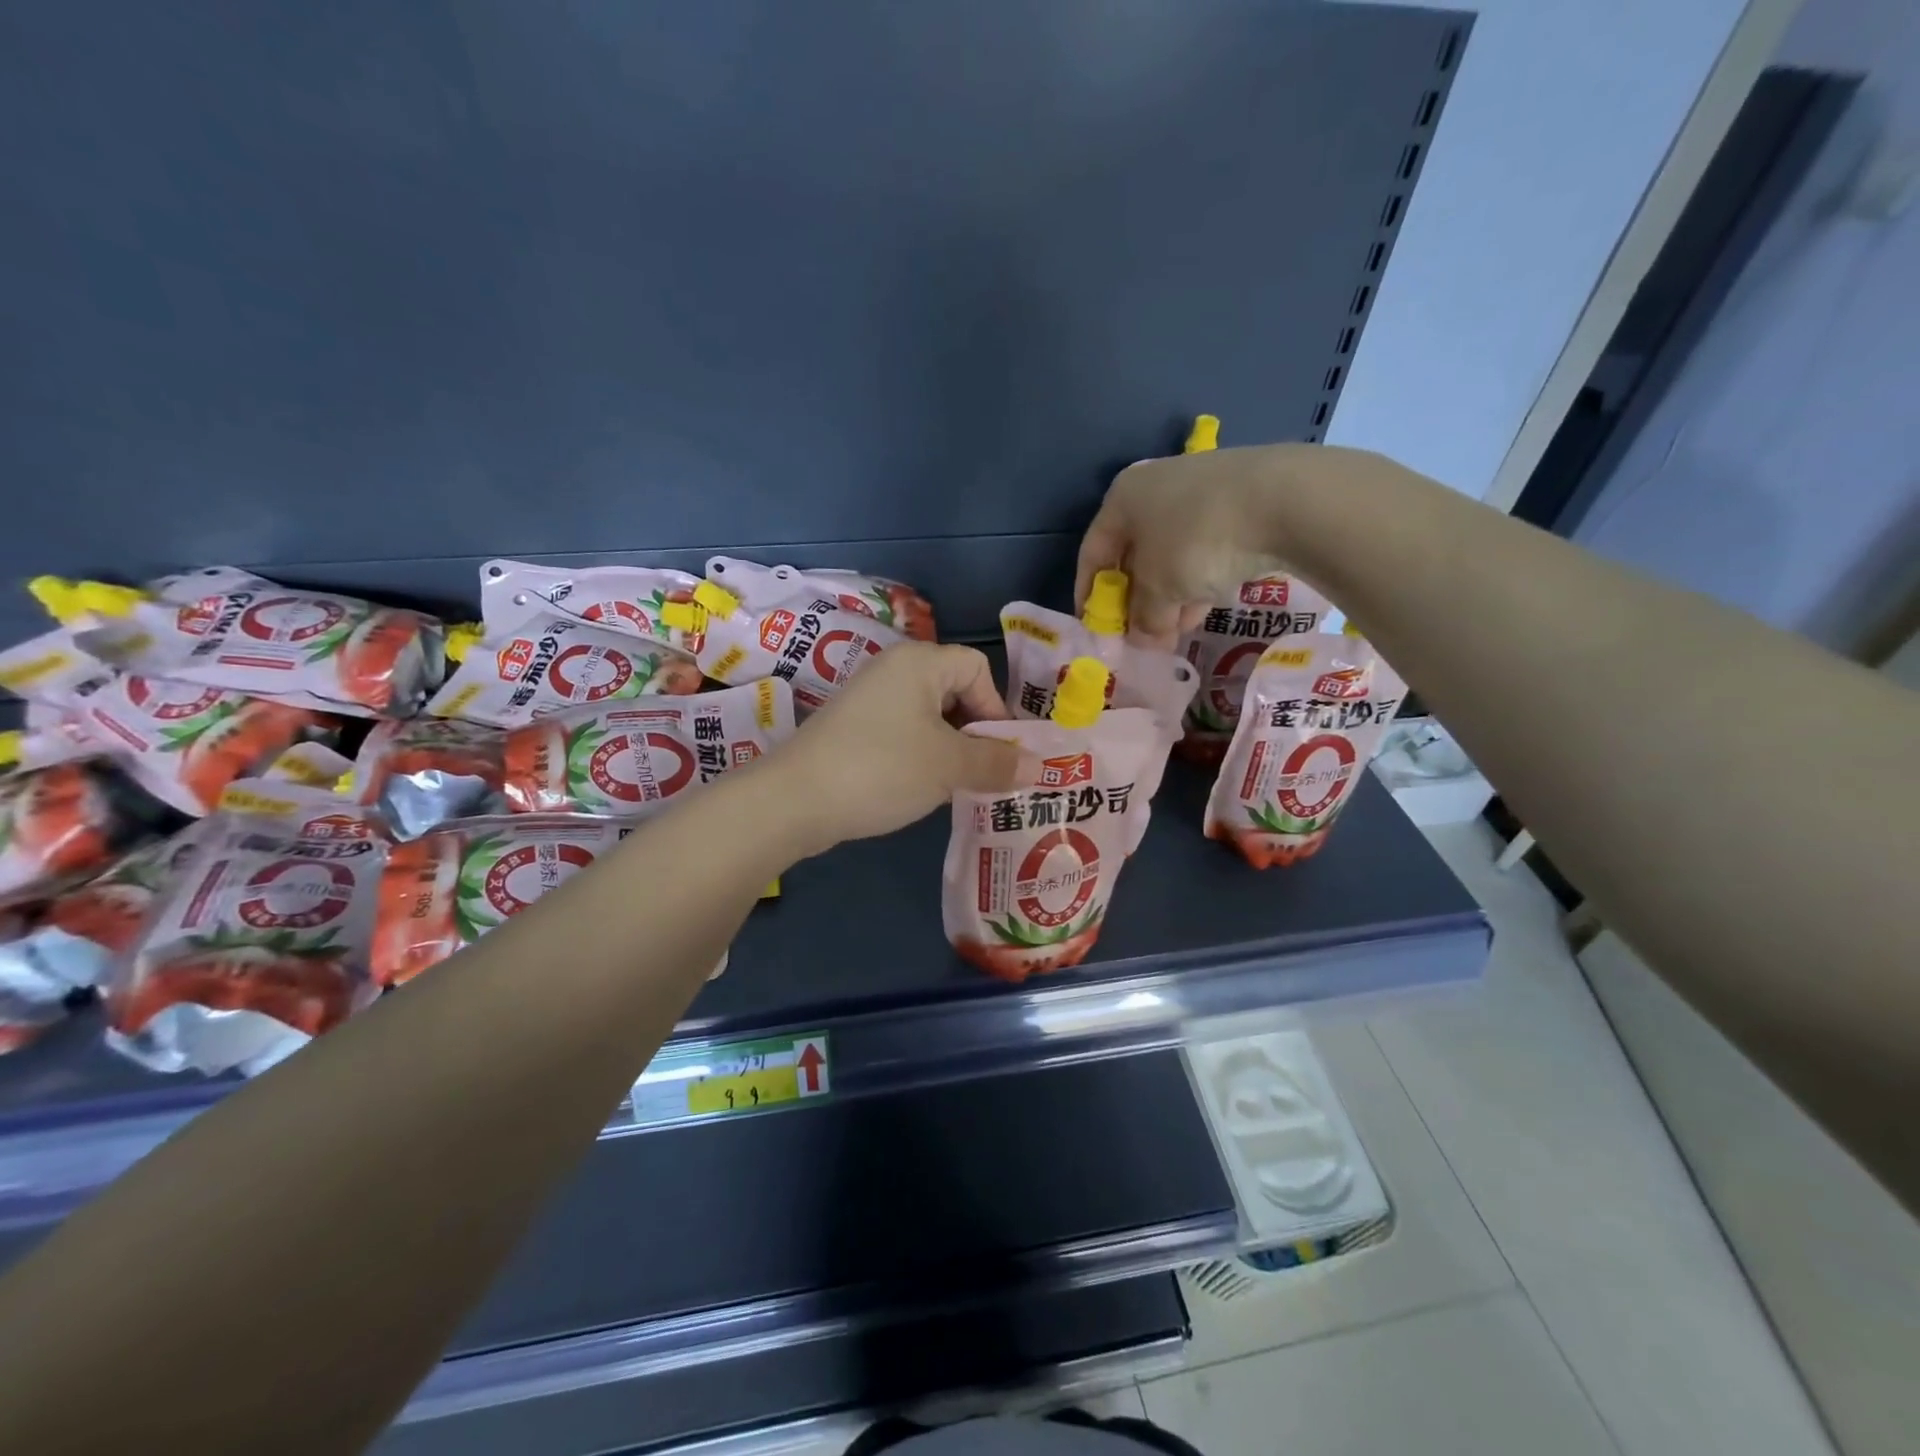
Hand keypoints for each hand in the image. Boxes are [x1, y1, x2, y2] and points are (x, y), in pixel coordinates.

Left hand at [766, 643, 1021, 854]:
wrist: (795, 800)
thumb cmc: (882, 768)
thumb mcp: (949, 767)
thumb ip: (997, 762)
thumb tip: (1039, 765)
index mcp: (919, 662)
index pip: (977, 669)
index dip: (996, 708)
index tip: (999, 752)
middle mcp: (893, 670)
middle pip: (954, 691)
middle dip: (976, 733)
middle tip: (983, 774)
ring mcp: (868, 700)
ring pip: (929, 718)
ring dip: (950, 750)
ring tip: (956, 787)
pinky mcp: (853, 729)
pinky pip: (903, 734)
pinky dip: (920, 757)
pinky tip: (920, 789)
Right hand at [1075, 443, 1378, 644]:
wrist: (1286, 498)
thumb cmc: (1197, 542)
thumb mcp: (1159, 590)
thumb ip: (1143, 618)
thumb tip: (1141, 639)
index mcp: (1122, 498)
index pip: (1093, 553)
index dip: (1090, 594)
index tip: (1096, 628)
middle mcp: (1155, 487)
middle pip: (1135, 554)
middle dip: (1137, 601)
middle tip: (1143, 636)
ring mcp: (1200, 490)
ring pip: (1172, 553)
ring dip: (1170, 596)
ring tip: (1177, 631)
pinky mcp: (1239, 499)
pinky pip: (1205, 546)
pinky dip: (1199, 578)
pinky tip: (1207, 605)